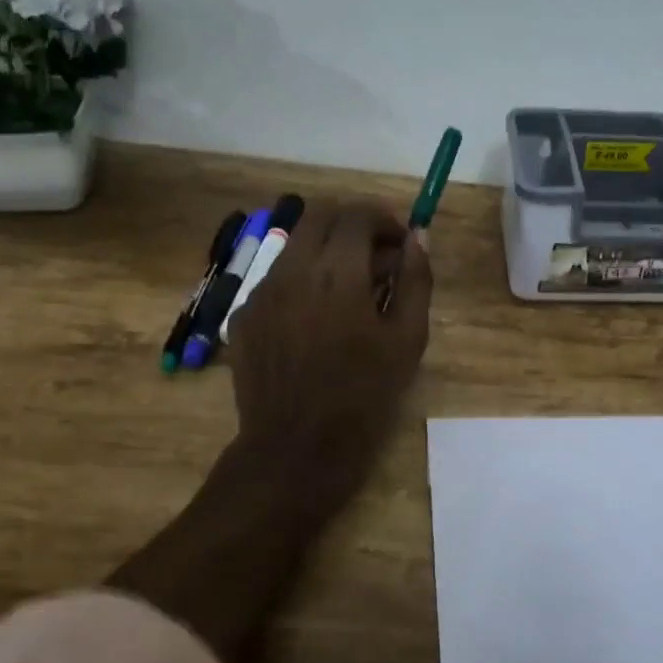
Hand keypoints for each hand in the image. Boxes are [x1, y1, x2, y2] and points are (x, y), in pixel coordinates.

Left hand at [228, 202, 432, 503]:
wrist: (296, 447)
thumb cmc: (363, 395)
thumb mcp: (407, 340)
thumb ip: (416, 280)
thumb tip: (418, 237)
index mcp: (336, 273)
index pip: (357, 215)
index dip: (384, 219)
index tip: (400, 243)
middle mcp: (291, 270)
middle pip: (320, 216)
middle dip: (353, 225)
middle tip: (377, 257)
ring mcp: (260, 292)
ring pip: (295, 246)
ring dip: (326, 251)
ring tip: (349, 290)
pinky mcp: (243, 315)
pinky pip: (276, 279)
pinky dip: (302, 280)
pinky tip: (316, 319)